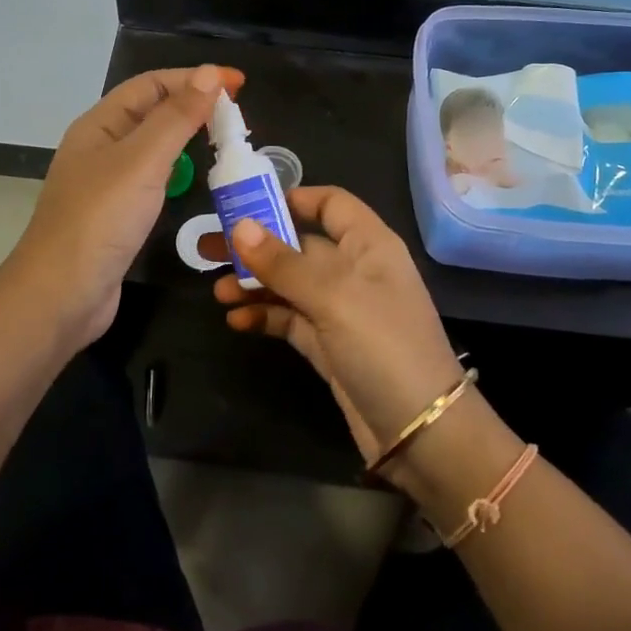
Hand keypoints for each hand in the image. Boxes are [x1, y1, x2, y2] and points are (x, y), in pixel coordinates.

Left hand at [8, 64, 244, 351]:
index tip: (239, 84)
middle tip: (237, 117)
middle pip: (152, 112)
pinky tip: (196, 181)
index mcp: (100, 125)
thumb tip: (210, 73)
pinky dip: (178, 172)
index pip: (152, 85)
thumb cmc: (100, 220)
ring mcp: (107, 183)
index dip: (195, 78)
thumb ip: (177, 117)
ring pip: (154, 147)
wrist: (61, 297)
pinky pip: (153, 179)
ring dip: (187, 138)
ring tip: (226, 143)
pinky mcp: (117, 215)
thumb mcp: (142, 161)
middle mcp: (101, 147)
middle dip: (193, 105)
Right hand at [208, 186, 464, 476]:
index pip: (331, 204)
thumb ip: (284, 263)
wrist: (420, 430)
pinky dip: (264, 315)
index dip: (292, 199)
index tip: (248, 204)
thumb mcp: (334, 297)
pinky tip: (237, 320)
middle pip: (299, 245)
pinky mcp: (328, 345)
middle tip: (209, 248)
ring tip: (218, 292)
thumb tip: (240, 225)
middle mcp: (354, 270)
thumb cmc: (383, 345)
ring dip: (255, 284)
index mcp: (368, 244)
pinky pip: (289, 319)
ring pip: (290, 284)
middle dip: (257, 246)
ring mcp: (340, 309)